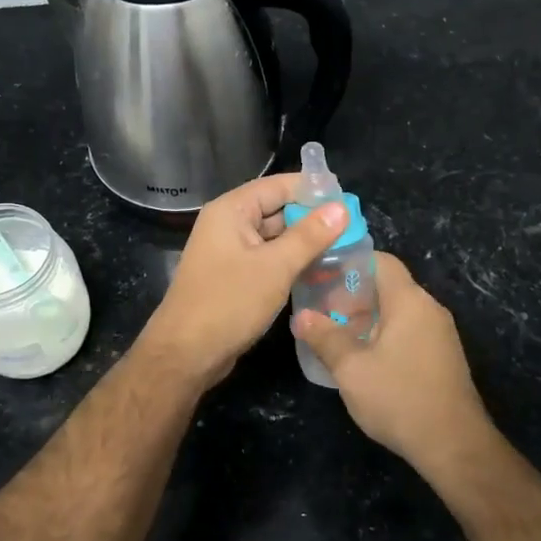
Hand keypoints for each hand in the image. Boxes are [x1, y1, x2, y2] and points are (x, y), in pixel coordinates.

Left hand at [138, 173, 347, 390]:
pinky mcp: (235, 276)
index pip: (279, 185)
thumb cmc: (229, 303)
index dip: (314, 190)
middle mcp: (228, 224)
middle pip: (277, 209)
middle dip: (313, 218)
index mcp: (232, 210)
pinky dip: (291, 262)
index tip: (349, 200)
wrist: (186, 354)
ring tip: (346, 248)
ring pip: (275, 237)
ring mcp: (230, 251)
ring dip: (305, 243)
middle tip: (354, 228)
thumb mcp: (275, 267)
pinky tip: (320, 271)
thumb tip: (342, 208)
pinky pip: (268, 259)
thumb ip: (309, 236)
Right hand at [292, 253, 498, 470]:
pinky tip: (365, 361)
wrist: (454, 445)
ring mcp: (441, 334)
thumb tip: (301, 316)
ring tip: (337, 339)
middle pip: (388, 287)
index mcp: (409, 301)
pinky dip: (385, 336)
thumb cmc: (399, 398)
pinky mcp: (444, 357)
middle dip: (352, 297)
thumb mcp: (351, 368)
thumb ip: (325, 337)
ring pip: (398, 312)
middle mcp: (429, 308)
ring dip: (367, 319)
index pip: (380, 261)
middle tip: (322, 314)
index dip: (349, 264)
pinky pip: (409, 332)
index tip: (321, 278)